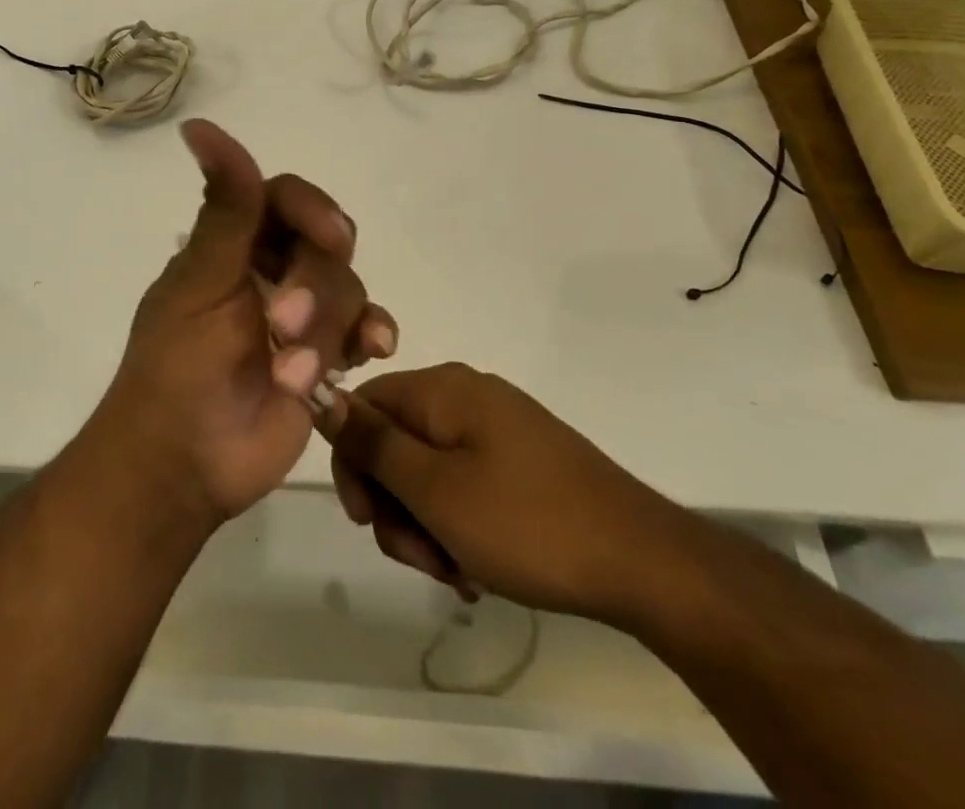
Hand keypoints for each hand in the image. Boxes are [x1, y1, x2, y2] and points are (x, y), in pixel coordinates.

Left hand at [91, 120, 399, 528]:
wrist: (182, 467)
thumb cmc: (176, 369)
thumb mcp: (201, 283)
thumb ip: (223, 209)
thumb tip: (198, 125)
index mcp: (235, 244)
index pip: (286, 198)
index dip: (313, 209)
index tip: (329, 235)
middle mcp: (271, 270)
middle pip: (327, 245)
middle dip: (316, 286)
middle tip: (285, 326)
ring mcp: (301, 314)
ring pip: (348, 288)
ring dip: (330, 329)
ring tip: (296, 376)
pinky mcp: (324, 356)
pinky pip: (364, 328)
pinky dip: (373, 333)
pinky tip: (374, 349)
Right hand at [324, 364, 697, 621]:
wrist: (642, 561)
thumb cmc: (527, 523)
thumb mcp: (435, 489)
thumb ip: (373, 442)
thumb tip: (321, 392)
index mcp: (443, 390)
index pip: (365, 405)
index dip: (352, 461)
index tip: (366, 519)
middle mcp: (466, 396)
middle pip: (396, 443)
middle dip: (396, 506)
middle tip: (422, 558)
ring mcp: (498, 429)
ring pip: (429, 473)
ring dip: (427, 526)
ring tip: (457, 574)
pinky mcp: (521, 462)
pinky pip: (465, 486)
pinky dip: (459, 526)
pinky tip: (478, 571)